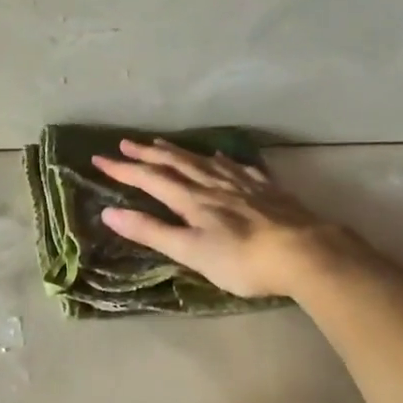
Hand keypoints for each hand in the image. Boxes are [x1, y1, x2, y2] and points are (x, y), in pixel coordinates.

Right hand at [91, 138, 356, 298]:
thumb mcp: (189, 251)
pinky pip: (237, 168)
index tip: (98, 158)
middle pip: (176, 163)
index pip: (150, 179)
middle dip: (147, 153)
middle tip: (125, 142)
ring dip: (179, 152)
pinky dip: (221, 160)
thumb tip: (108, 213)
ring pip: (204, 161)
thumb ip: (151, 232)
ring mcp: (242, 184)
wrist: (304, 253)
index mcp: (191, 200)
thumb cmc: (241, 261)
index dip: (123, 169)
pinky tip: (219, 158)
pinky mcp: (266, 190)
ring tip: (162, 143)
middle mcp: (213, 185)